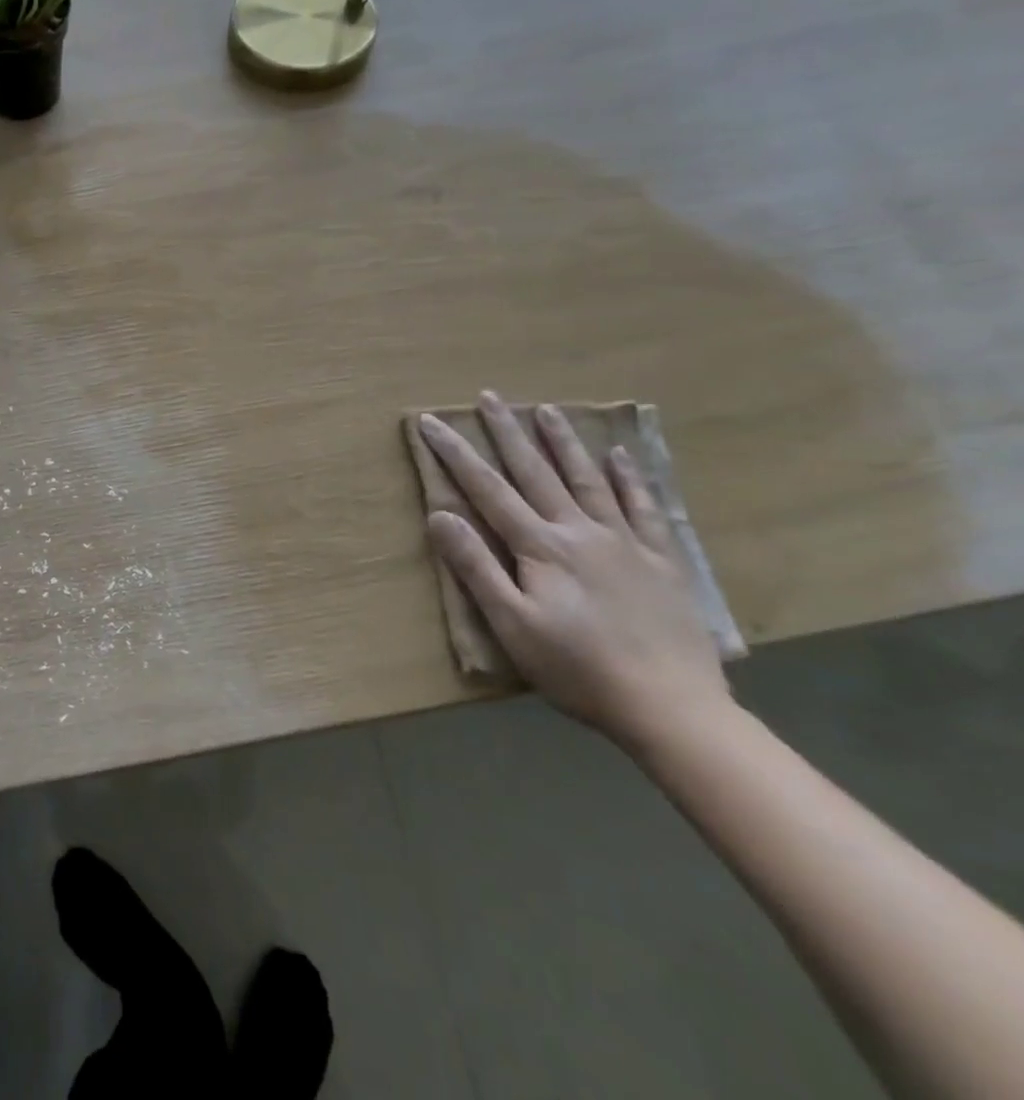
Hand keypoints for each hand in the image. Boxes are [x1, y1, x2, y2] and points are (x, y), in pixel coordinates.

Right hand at [416, 392, 732, 751]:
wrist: (672, 708)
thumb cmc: (577, 669)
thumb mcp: (512, 624)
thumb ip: (476, 567)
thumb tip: (440, 515)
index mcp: (541, 547)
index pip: (487, 489)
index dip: (456, 453)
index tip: (432, 421)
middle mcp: (580, 531)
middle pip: (536, 472)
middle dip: (508, 432)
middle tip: (490, 396)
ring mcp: (625, 543)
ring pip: (588, 480)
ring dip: (563, 443)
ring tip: (546, 409)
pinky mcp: (661, 561)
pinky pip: (645, 508)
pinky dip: (631, 479)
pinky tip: (621, 455)